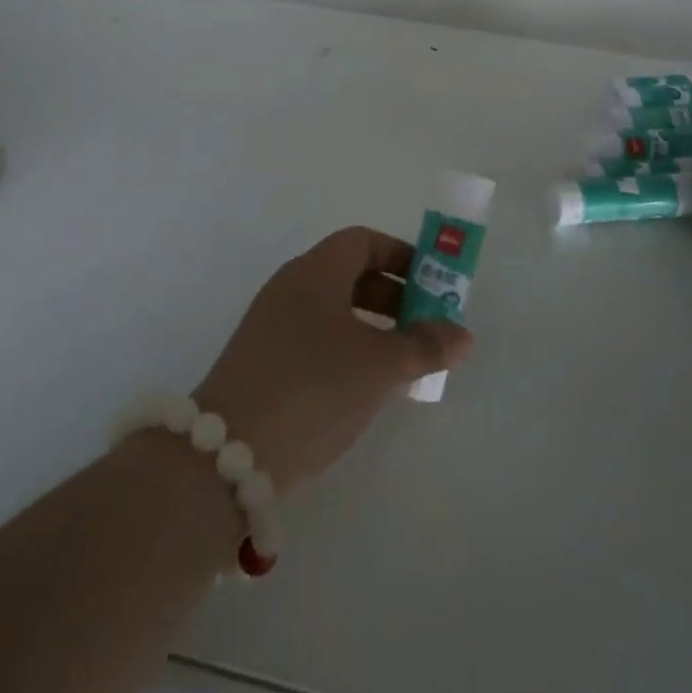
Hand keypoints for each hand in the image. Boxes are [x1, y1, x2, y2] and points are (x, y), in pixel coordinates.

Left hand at [196, 227, 473, 495]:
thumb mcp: (378, 365)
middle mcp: (290, 288)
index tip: (432, 284)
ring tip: (405, 361)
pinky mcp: (264, 362)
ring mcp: (272, 326)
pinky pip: (317, 340)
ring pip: (334, 311)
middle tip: (427, 326)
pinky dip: (349, 350)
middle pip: (349, 274)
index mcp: (314, 271)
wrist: (229, 451)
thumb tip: (462, 335)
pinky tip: (367, 387)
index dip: (401, 256)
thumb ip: (424, 346)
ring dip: (373, 327)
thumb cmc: (313, 386)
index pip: (362, 241)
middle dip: (393, 296)